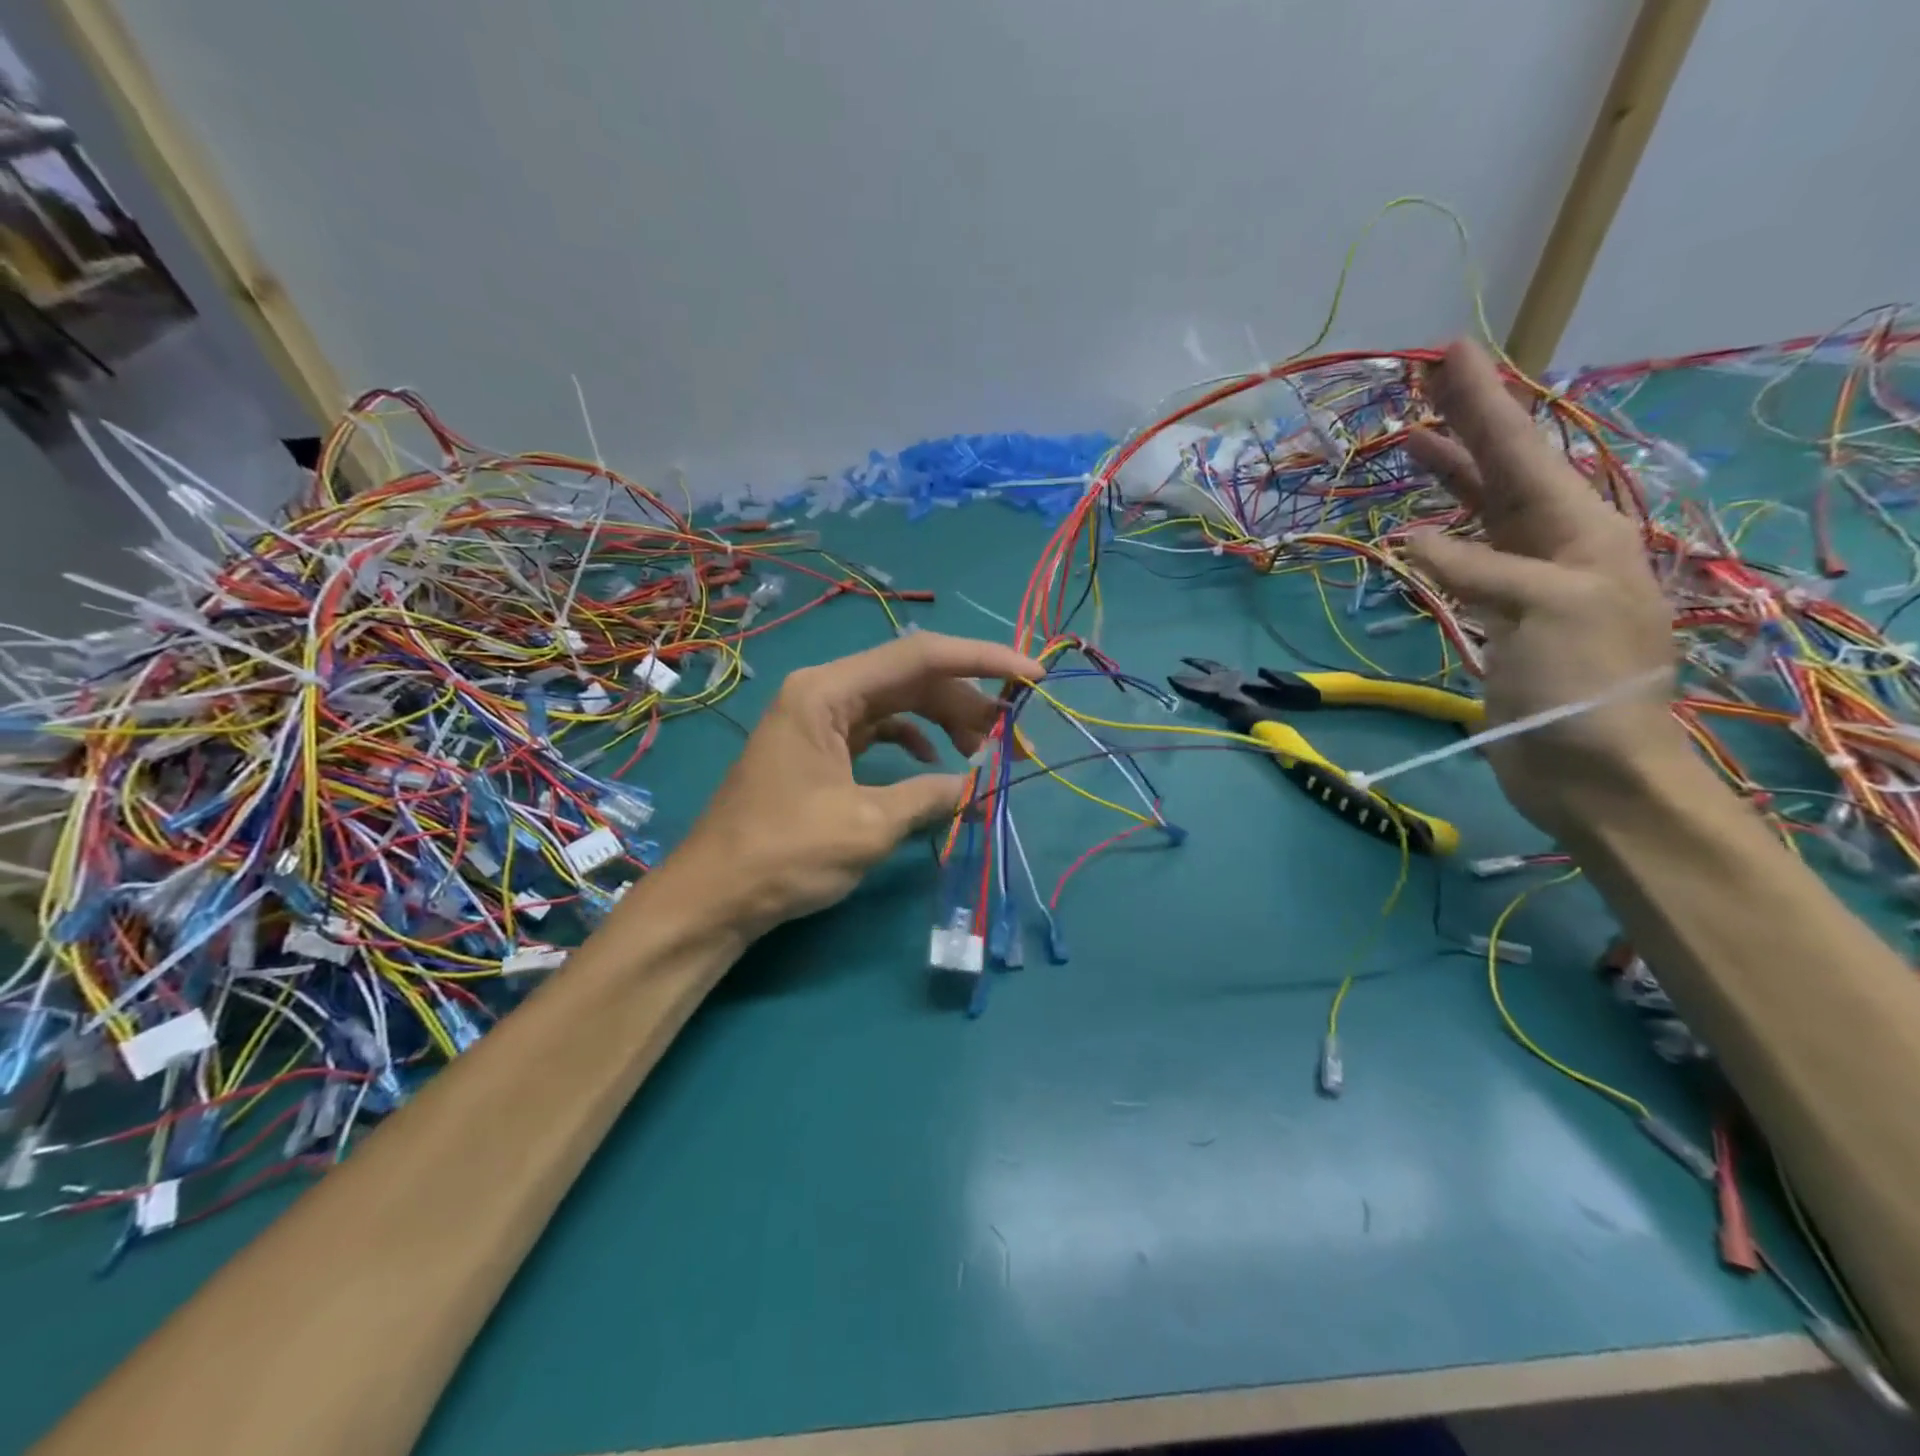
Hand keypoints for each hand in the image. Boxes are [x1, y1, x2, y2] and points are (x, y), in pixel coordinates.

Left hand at [659, 632, 1044, 939]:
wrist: (715, 896)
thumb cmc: (785, 854)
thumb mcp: (868, 825)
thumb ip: (931, 795)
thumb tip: (979, 785)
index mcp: (827, 691)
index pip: (920, 656)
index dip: (983, 661)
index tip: (1033, 677)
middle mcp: (823, 692)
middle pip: (912, 677)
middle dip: (968, 701)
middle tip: (1014, 735)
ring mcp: (819, 719)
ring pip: (898, 703)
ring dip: (945, 721)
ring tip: (985, 750)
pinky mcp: (820, 748)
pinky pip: (878, 728)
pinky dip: (913, 740)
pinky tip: (934, 762)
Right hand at [1402, 340, 1681, 833]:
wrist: (1590, 766)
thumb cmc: (1583, 683)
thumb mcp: (1546, 609)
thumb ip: (1478, 565)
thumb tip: (1410, 537)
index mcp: (1580, 529)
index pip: (1522, 452)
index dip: (1484, 402)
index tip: (1452, 351)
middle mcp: (1556, 543)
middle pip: (1503, 470)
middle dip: (1467, 423)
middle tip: (1427, 380)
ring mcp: (1524, 580)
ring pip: (1480, 512)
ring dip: (1449, 475)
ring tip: (1411, 442)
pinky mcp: (1497, 615)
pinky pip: (1462, 558)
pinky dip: (1434, 538)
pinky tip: (1411, 529)